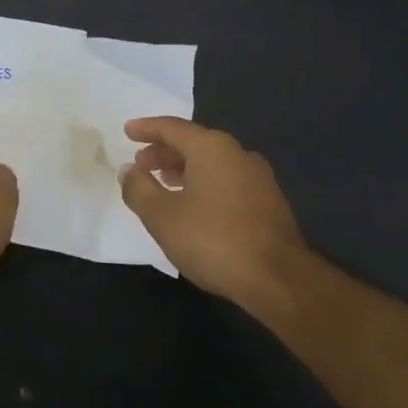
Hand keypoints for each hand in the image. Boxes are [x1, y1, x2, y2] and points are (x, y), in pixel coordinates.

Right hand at [119, 116, 307, 306]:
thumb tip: (128, 170)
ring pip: (212, 163)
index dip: (146, 129)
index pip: (172, 127)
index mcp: (212, 148)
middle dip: (164, 152)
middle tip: (141, 165)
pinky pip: (227, 181)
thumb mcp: (162, 216)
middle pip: (194, 143)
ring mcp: (258, 178)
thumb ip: (139, 189)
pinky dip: (204, 184)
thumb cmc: (214, 240)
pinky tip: (194, 205)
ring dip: (184, 169)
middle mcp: (238, 154)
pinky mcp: (269, 202)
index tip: (127, 131)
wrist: (280, 280)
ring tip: (163, 183)